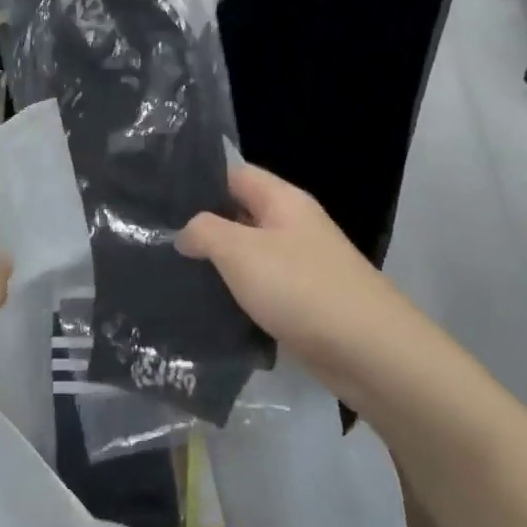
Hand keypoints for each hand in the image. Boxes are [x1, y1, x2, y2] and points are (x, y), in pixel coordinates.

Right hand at [177, 164, 415, 401]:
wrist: (369, 352)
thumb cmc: (300, 288)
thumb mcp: (240, 251)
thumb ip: (205, 232)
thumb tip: (185, 232)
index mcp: (283, 200)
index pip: (235, 174)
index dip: (200, 181)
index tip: (160, 199)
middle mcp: (294, 226)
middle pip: (241, 215)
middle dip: (204, 227)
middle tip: (157, 240)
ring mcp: (303, 265)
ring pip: (250, 256)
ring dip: (220, 266)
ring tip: (175, 276)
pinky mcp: (306, 303)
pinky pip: (264, 290)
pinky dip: (240, 297)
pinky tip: (210, 310)